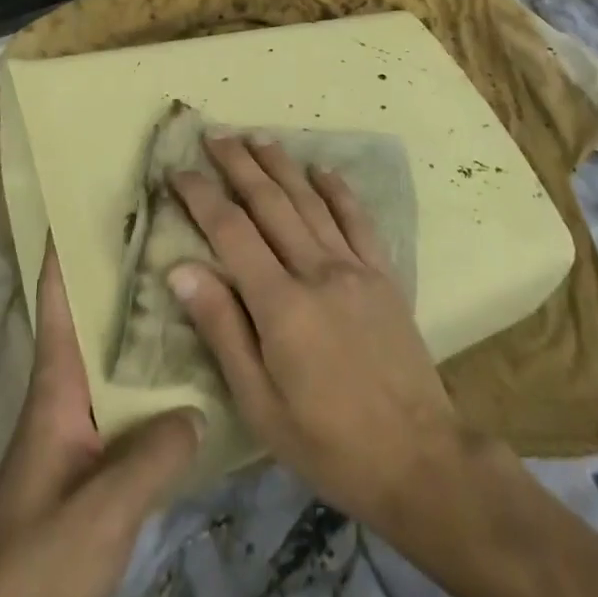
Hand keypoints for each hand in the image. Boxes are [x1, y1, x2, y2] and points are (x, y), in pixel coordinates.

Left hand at [0, 240, 201, 596]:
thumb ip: (152, 456)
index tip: (93, 197)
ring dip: (144, 328)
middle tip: (172, 232)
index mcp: (55, 385)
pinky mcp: (91, 468)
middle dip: (125, 275)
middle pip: (94, 319)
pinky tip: (191, 380)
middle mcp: (66, 395)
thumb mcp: (99, 509)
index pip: (58, 298)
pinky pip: (128, 406)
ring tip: (193, 289)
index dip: (67, 247)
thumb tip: (200, 407)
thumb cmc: (36, 561)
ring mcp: (77, 433)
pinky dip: (154, 383)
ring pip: (115, 361)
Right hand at [168, 135, 462, 528]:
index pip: (231, 231)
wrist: (419, 461)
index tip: (178, 171)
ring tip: (256, 137)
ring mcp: (354, 266)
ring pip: (310, 200)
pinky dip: (337, 189)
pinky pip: (357, 218)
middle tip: (214, 135)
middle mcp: (316, 270)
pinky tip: (322, 169)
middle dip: (238, 164)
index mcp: (281, 304)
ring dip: (281, 164)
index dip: (201, 196)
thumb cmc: (327, 442)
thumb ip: (222, 329)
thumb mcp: (259, 403)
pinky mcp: (383, 273)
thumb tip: (181, 269)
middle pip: (269, 202)